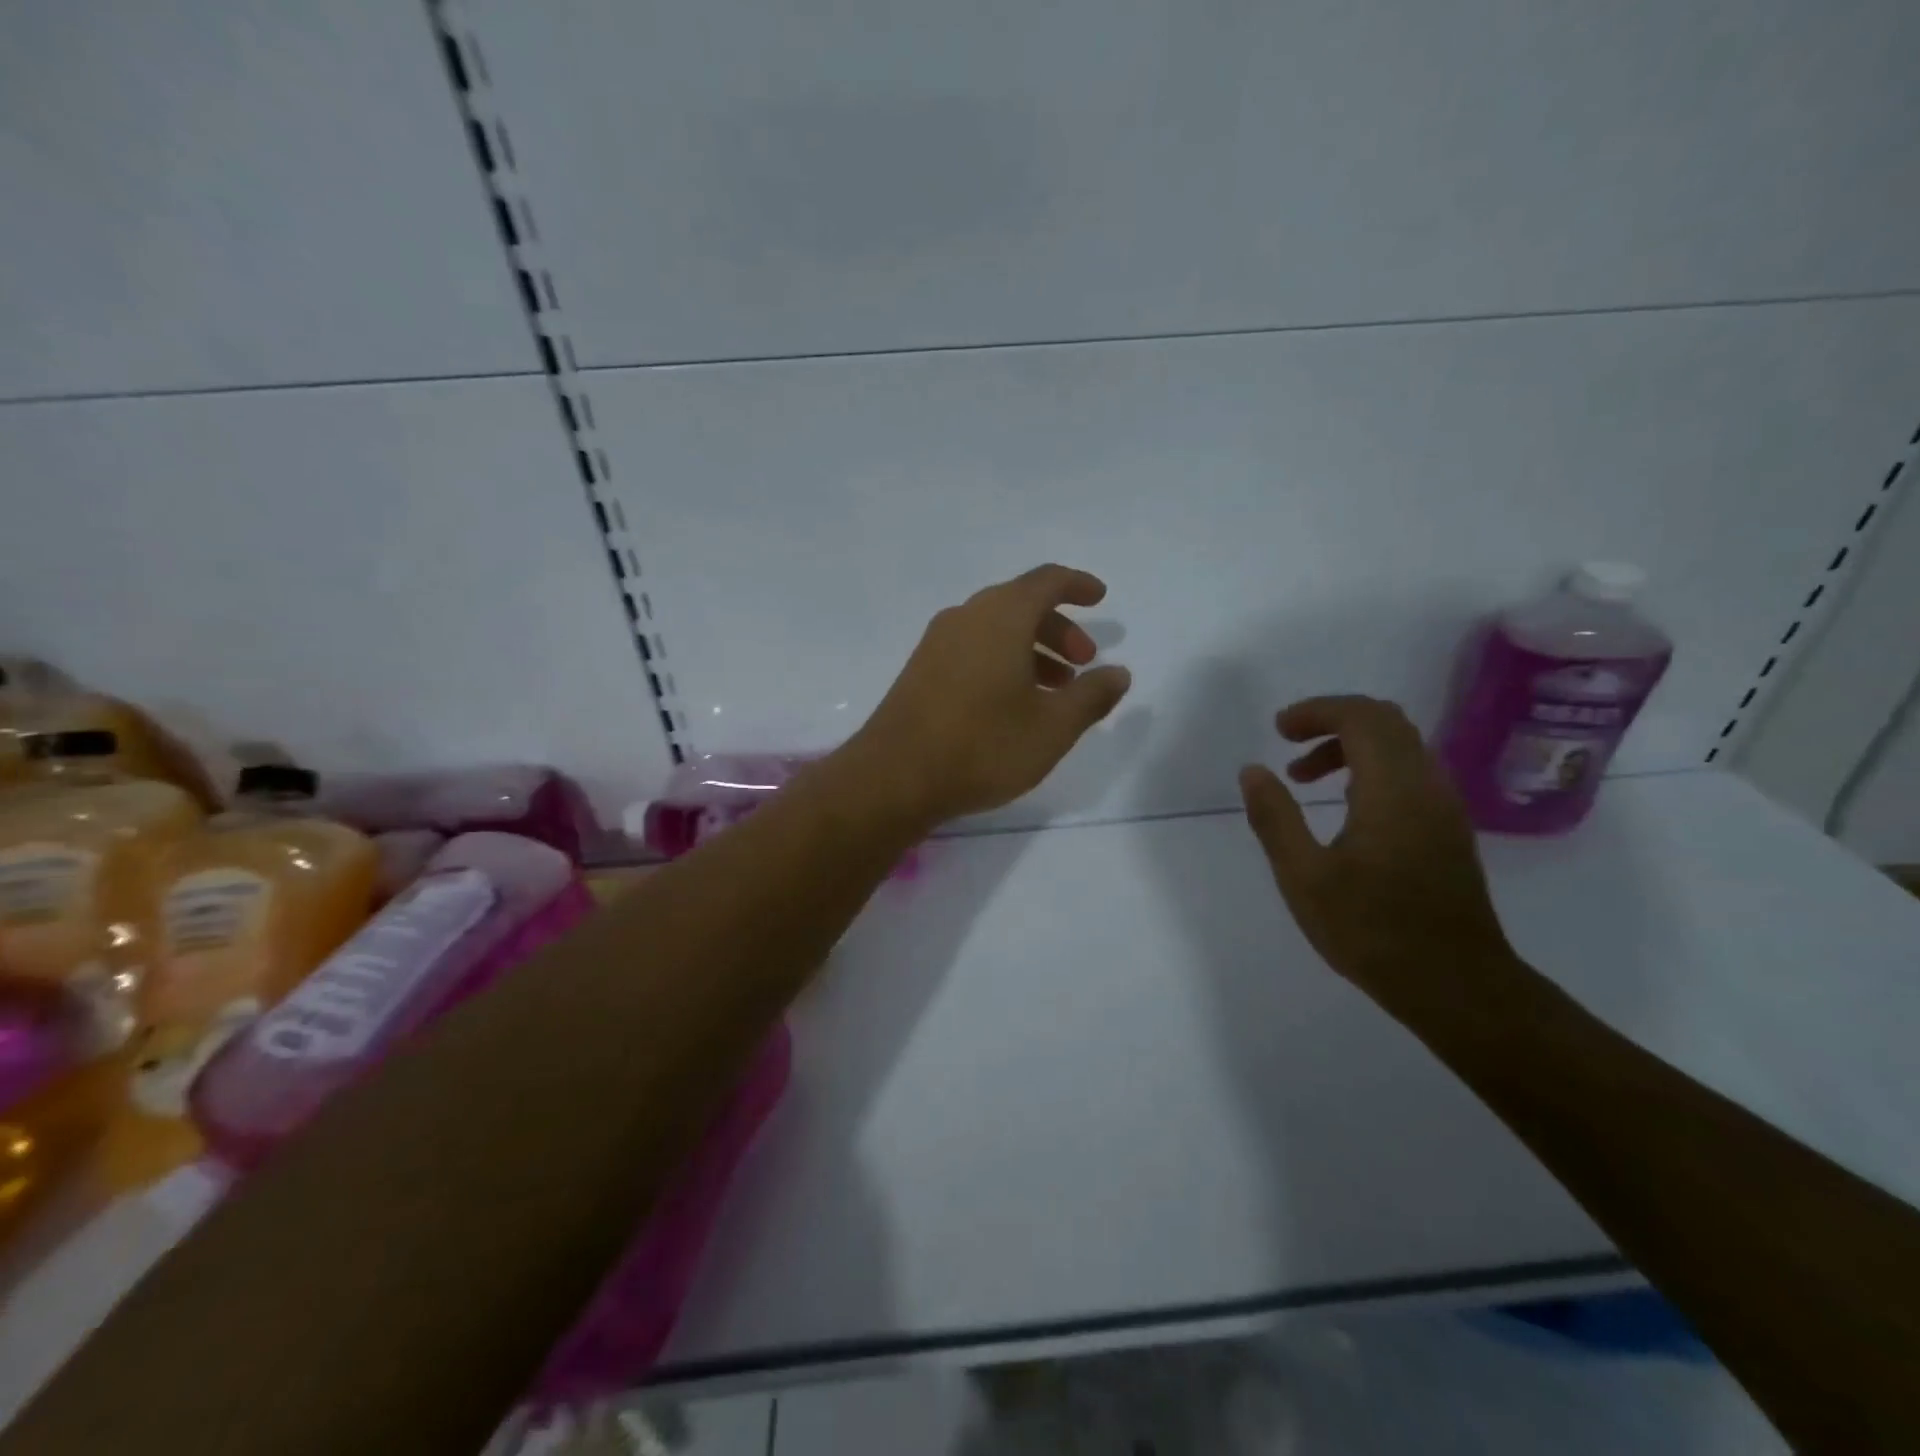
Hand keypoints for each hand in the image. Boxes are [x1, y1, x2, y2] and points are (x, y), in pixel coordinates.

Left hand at [845, 565, 1132, 828]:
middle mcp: (966, 617)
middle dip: (1058, 629)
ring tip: (1056, 691)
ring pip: (995, 629)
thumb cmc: (983, 746)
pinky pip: (972, 649)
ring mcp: (937, 643)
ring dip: (1032, 649)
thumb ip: (1091, 696)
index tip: (1100, 598)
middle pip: (1021, 604)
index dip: (1077, 585)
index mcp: (1001, 617)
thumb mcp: (1052, 727)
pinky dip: (1002, 661)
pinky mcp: (920, 670)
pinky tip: (1013, 703)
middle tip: (1084, 664)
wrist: (894, 777)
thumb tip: (1118, 673)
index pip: (1046, 581)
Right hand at [1238, 695, 1516, 1007]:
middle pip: (1385, 721)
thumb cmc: (1372, 930)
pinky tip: (1344, 808)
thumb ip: (1275, 818)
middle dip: (1332, 721)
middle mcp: (1426, 785)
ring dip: (1351, 746)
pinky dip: (1371, 768)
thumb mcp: (1304, 877)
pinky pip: (1410, 772)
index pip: (1361, 717)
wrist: (1456, 984)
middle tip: (1289, 745)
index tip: (1278, 730)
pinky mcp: (1449, 829)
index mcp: (1392, 790)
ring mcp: (1444, 807)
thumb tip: (1253, 771)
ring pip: (1401, 745)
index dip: (1316, 711)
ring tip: (1305, 779)